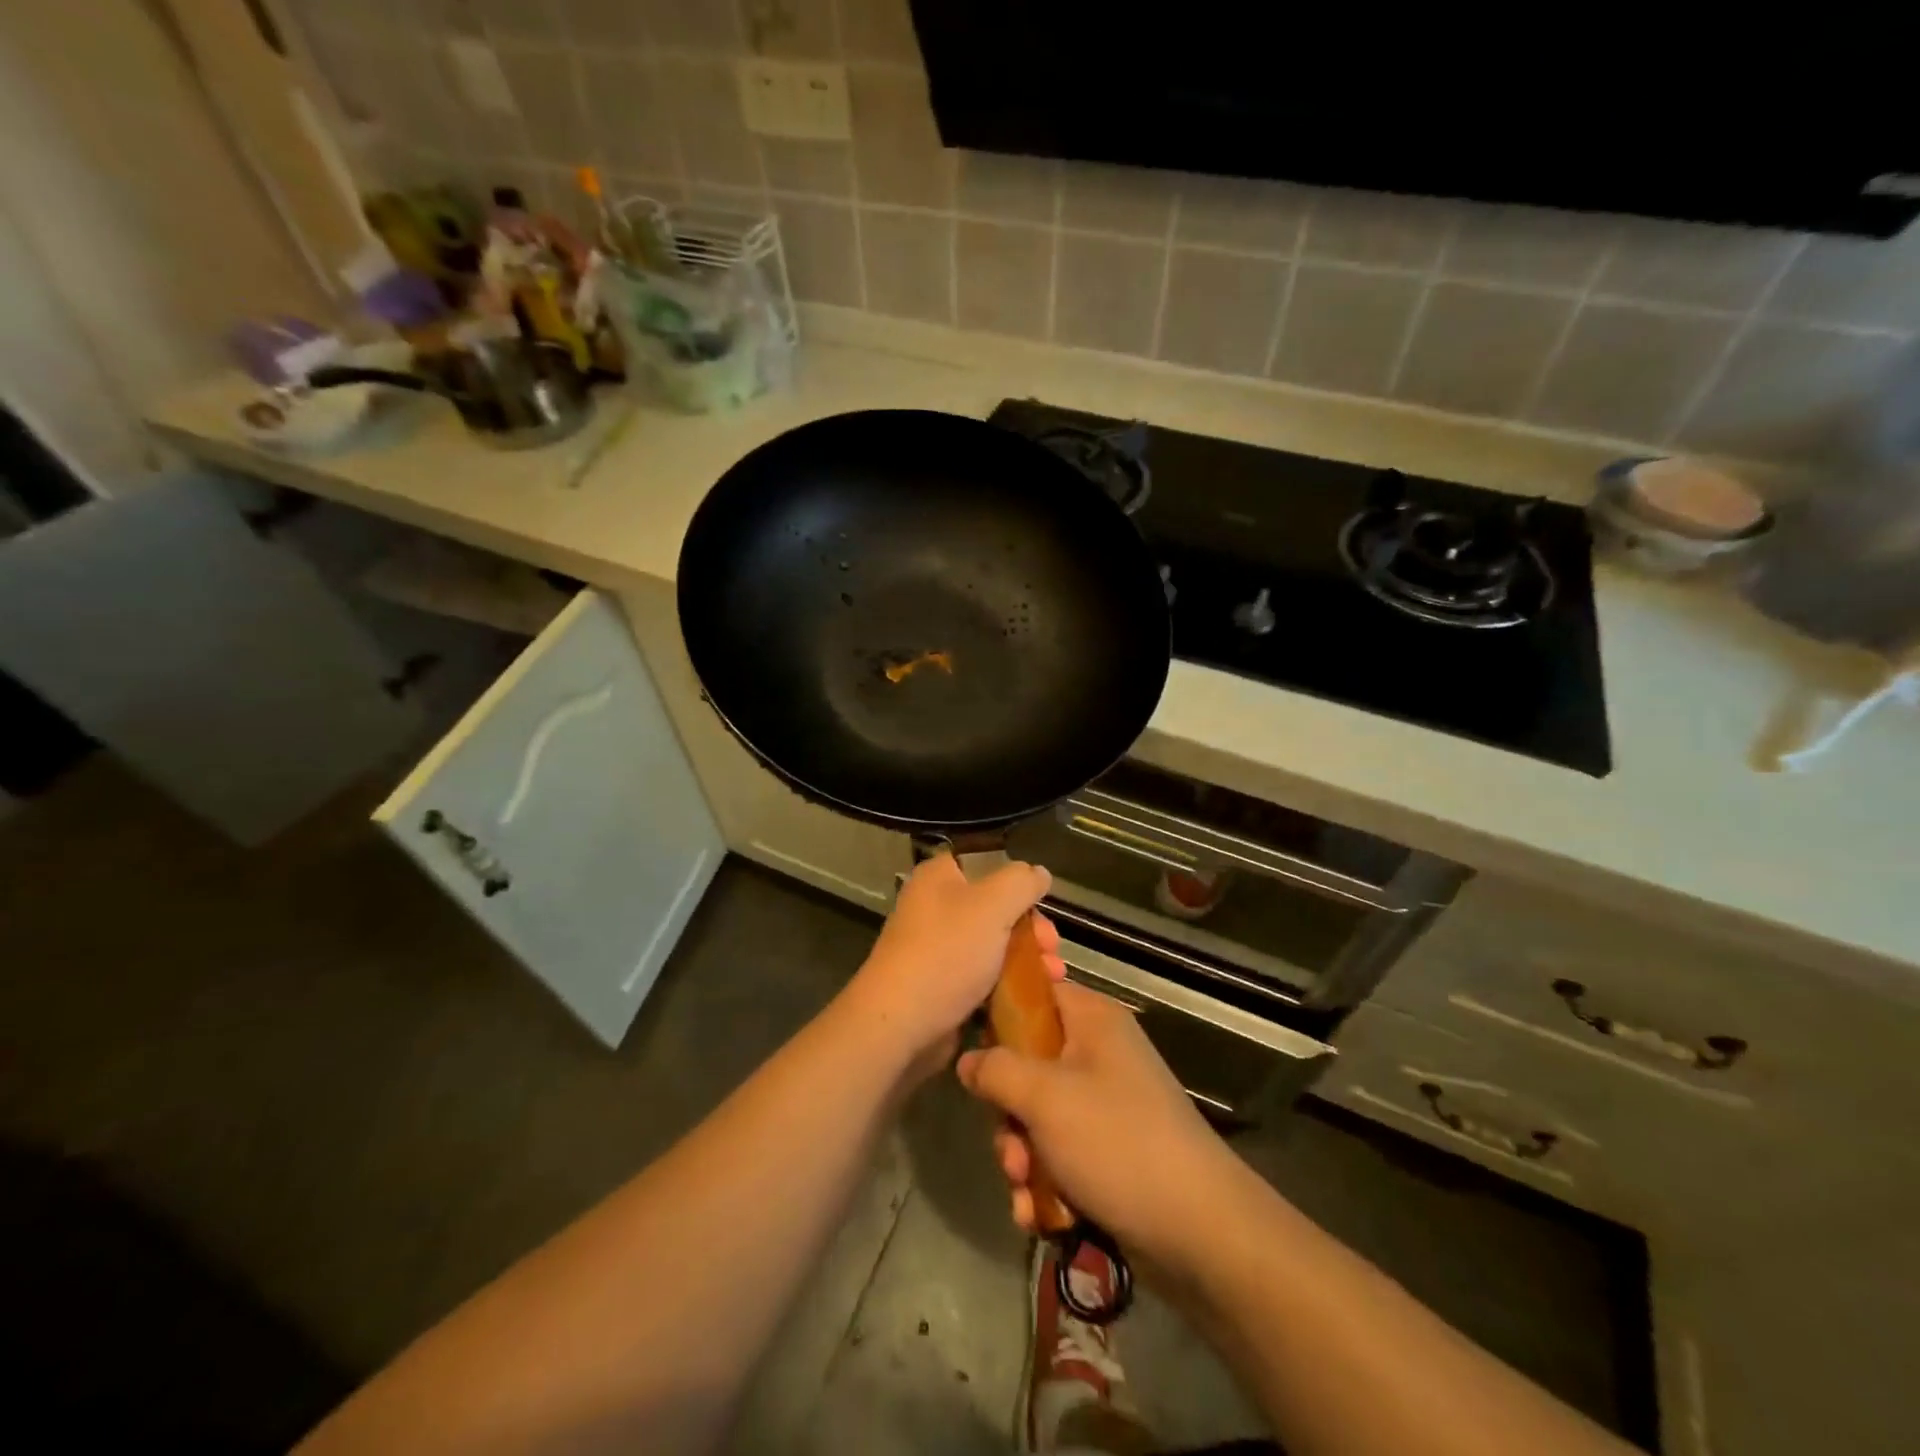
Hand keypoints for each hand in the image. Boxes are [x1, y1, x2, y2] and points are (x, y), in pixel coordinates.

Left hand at [846, 853, 1061, 1076]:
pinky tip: (1034, 996)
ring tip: (1054, 977)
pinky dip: (1008, 984)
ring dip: (1027, 959)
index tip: (1042, 904)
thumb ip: (1021, 883)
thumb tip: (1038, 873)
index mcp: (939, 877)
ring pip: (993, 945)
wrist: (900, 1024)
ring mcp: (937, 948)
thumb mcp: (992, 905)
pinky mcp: (942, 985)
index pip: (984, 864)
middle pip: (995, 908)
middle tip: (1052, 949)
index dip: (1017, 881)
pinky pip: (983, 977)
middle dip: (1031, 929)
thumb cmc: (947, 953)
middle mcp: (935, 907)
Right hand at [957, 982, 1236, 1259]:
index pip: (1034, 992)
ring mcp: (1106, 1104)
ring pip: (1038, 1114)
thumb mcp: (1045, 1097)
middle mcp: (1099, 1053)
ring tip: (1024, 1189)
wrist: (1199, 1231)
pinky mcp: (1110, 1150)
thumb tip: (968, 1060)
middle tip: (1009, 1145)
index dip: (998, 1014)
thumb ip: (996, 1070)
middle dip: (1008, 1112)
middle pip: (1028, 1062)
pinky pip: (1060, 1152)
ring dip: (1021, 1154)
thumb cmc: (1117, 1142)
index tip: (971, 1048)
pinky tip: (1037, 1214)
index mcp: (1091, 1020)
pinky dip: (1044, 1180)